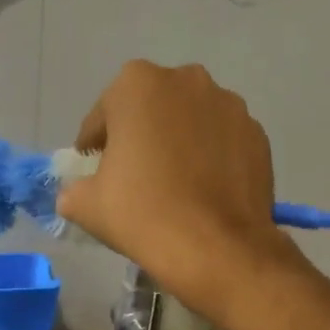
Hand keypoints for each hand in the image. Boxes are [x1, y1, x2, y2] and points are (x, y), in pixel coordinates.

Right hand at [56, 60, 300, 326]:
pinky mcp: (257, 135)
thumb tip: (76, 193)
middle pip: (150, 110)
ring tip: (173, 187)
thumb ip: (73, 190)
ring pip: (190, 123)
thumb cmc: (142, 215)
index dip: (94, 147)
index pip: (103, 116)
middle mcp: (186, 80)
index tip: (94, 173)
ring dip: (178, 144)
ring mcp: (229, 105)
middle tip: (133, 178)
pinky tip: (203, 193)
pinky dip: (210, 159)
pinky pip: (222, 142)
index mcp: (137, 85)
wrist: (216, 249)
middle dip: (140, 137)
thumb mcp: (87, 206)